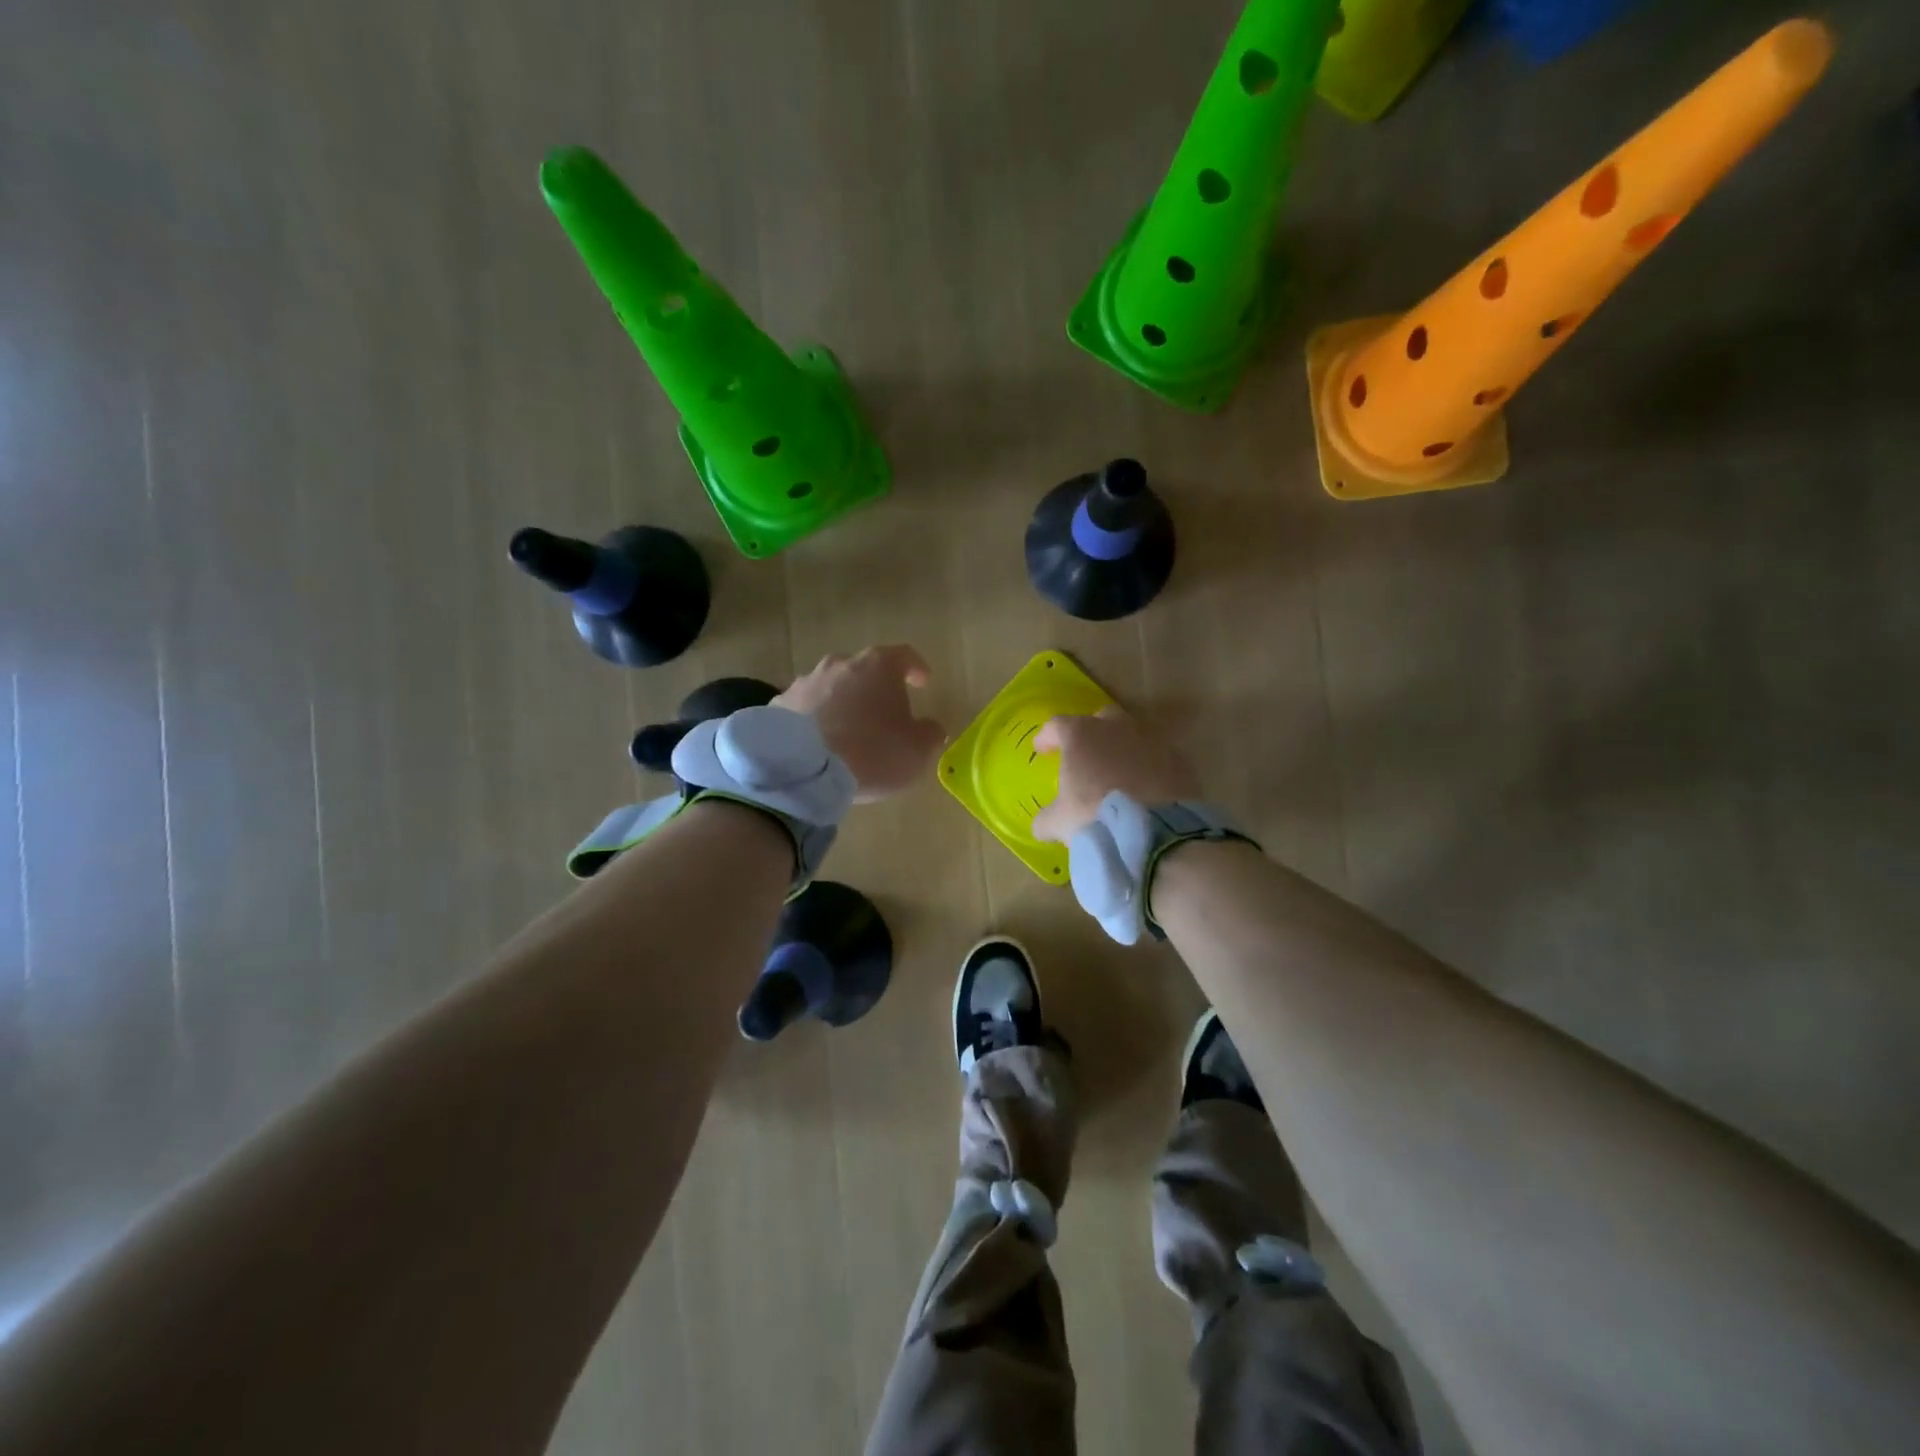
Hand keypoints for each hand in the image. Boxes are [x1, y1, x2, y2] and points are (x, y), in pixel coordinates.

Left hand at [775, 645, 946, 801]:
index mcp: (878, 666)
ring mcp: (805, 682)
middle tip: (883, 712)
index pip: (905, 656)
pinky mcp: (779, 705)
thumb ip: (930, 734)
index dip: (916, 668)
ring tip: (848, 729)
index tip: (923, 682)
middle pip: (864, 669)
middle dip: (875, 687)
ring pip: (832, 686)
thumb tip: (931, 728)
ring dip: (843, 701)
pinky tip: (817, 742)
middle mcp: (840, 664)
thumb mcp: (917, 751)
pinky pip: (805, 707)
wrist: (803, 772)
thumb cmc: (872, 754)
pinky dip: (815, 718)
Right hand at [1031, 708, 1198, 841]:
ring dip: (1123, 750)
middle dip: (1092, 732)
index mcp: (1082, 734)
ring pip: (1133, 737)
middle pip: (1101, 719)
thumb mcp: (1059, 822)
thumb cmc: (1095, 817)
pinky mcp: (1179, 761)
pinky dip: (1149, 769)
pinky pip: (1158, 759)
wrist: (1155, 833)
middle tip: (1086, 754)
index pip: (1057, 725)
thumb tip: (1043, 824)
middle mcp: (1117, 728)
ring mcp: (1152, 741)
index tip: (1042, 749)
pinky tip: (1145, 790)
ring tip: (1118, 775)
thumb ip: (1047, 818)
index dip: (1047, 736)